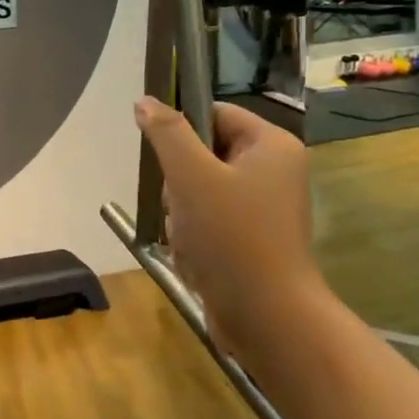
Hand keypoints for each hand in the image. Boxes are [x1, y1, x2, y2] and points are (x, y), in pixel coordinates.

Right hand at [134, 98, 319, 352]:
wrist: (267, 318)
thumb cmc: (232, 238)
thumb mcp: (191, 177)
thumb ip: (167, 133)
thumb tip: (145, 100)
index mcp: (271, 145)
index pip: (214, 113)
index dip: (183, 133)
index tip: (167, 163)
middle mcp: (273, 171)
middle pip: (203, 154)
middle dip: (180, 184)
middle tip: (183, 208)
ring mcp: (263, 208)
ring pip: (199, 191)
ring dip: (181, 215)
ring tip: (189, 240)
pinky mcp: (251, 239)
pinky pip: (208, 222)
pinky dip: (193, 238)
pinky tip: (195, 259)